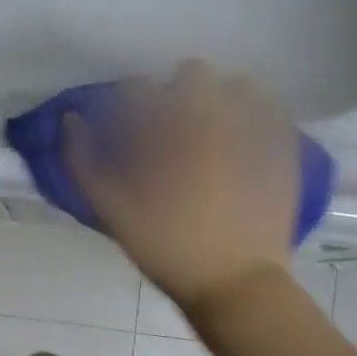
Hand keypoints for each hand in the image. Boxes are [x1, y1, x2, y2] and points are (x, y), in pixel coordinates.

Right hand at [65, 60, 297, 315]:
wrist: (236, 281)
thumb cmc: (168, 245)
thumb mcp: (112, 209)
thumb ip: (83, 161)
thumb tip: (71, 120)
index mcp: (173, 124)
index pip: (141, 88)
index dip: (129, 106)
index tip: (130, 131)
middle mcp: (217, 111)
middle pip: (193, 74)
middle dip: (178, 94)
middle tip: (172, 132)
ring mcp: (257, 126)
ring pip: (236, 86)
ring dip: (220, 99)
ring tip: (212, 135)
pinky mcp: (284, 146)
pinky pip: (270, 110)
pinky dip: (254, 117)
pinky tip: (244, 145)